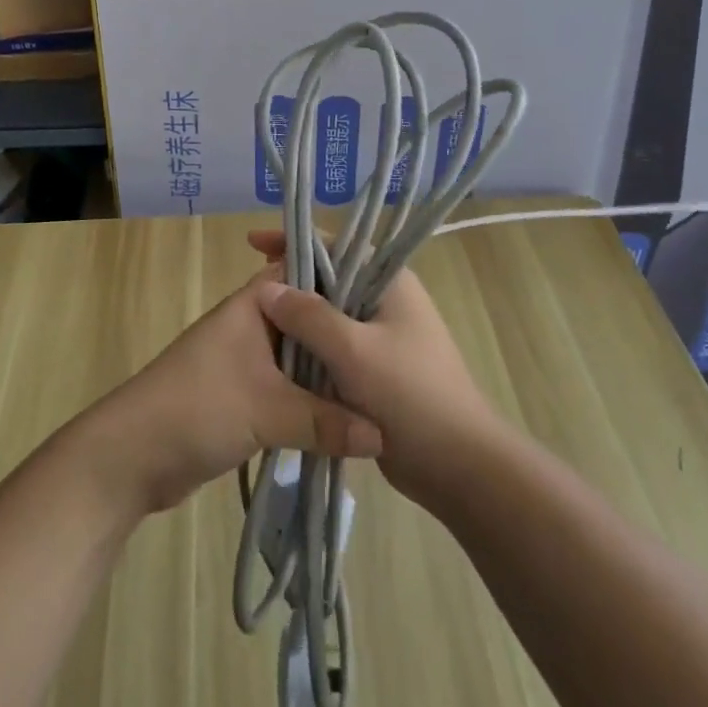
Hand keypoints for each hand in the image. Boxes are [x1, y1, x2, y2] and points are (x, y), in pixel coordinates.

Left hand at [83, 267, 383, 517]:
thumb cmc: (197, 408)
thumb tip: (383, 436)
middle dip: (343, 335)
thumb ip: (326, 421)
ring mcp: (246, 361)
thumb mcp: (268, 410)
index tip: (387, 301)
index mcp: (255, 304)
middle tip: (393, 350)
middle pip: (308, 320)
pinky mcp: (243, 396)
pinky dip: (312, 399)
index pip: (307, 275)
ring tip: (380, 386)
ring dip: (329, 373)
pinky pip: (288, 388)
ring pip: (300, 357)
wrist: (130, 457)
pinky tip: (346, 417)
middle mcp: (253, 324)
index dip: (345, 282)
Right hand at [245, 231, 498, 509]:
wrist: (458, 464)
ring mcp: (384, 336)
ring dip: (299, 319)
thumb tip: (268, 287)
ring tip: (256, 323)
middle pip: (331, 279)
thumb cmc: (408, 394)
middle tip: (249, 291)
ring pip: (331, 316)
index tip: (254, 244)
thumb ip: (309, 316)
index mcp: (389, 281)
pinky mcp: (379, 369)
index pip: (335, 245)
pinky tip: (281, 359)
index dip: (294, 242)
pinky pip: (337, 347)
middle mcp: (387, 300)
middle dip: (291, 283)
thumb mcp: (353, 351)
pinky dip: (311, 349)